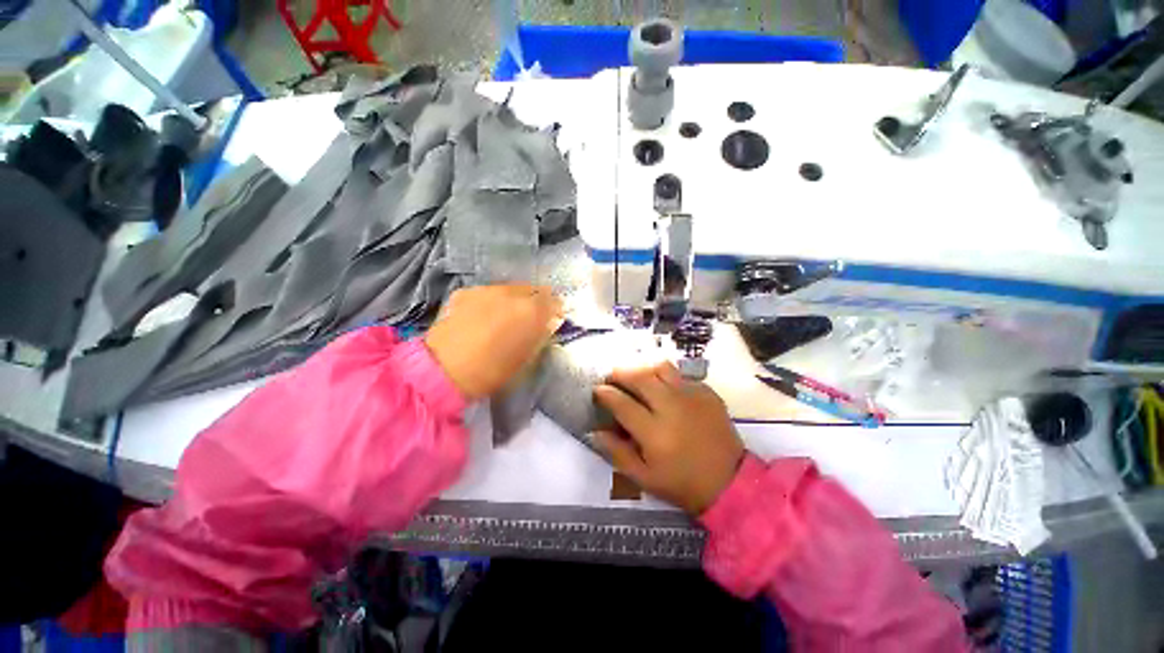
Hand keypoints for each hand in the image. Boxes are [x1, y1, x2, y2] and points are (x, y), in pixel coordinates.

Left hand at [425, 285, 562, 399]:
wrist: (444, 369)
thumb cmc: (493, 371)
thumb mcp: (527, 357)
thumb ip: (541, 335)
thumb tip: (549, 322)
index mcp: (531, 310)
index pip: (553, 300)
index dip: (555, 308)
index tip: (553, 317)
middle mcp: (511, 293)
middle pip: (532, 289)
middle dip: (535, 301)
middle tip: (530, 316)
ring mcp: (487, 289)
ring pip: (509, 288)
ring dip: (513, 299)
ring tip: (504, 316)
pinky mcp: (466, 291)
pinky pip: (487, 292)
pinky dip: (491, 301)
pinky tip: (482, 316)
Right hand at [593, 363, 743, 514]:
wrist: (730, 482)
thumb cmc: (682, 483)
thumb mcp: (644, 478)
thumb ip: (617, 452)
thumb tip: (594, 431)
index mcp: (654, 432)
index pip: (621, 403)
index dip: (605, 394)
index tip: (597, 390)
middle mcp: (672, 407)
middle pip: (640, 377)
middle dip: (620, 373)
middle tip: (612, 377)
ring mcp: (692, 397)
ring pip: (661, 368)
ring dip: (643, 369)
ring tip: (637, 378)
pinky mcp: (707, 393)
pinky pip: (680, 375)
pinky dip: (666, 378)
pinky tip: (664, 390)